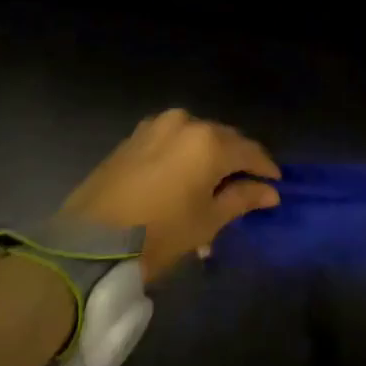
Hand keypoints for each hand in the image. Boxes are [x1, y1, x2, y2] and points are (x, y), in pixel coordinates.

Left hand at [63, 109, 280, 281]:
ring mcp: (156, 125)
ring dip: (209, 156)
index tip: (275, 185)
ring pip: (196, 137)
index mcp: (209, 141)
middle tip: (246, 187)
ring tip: (213, 184)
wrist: (90, 243)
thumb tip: (269, 191)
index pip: (250, 151)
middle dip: (237, 161)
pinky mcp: (134, 136)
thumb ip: (242, 198)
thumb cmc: (159, 234)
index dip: (265, 168)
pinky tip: (185, 177)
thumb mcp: (207, 221)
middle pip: (224, 139)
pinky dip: (184, 155)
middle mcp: (186, 123)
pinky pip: (172, 140)